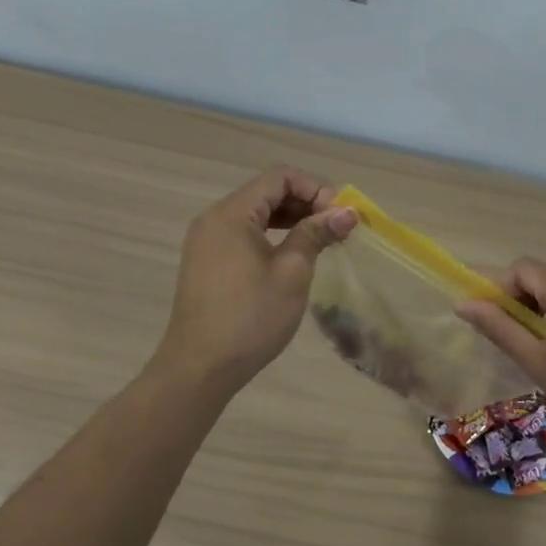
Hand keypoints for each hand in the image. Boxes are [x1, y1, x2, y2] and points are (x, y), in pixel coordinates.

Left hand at [154, 166, 357, 391]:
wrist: (199, 368)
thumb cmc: (250, 317)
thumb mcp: (292, 273)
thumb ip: (316, 234)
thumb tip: (346, 212)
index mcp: (231, 213)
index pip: (279, 177)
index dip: (315, 188)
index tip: (339, 215)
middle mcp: (214, 219)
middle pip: (266, 192)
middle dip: (306, 203)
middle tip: (337, 228)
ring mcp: (207, 241)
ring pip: (256, 214)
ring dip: (291, 220)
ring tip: (322, 240)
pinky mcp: (207, 262)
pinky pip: (244, 234)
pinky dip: (272, 236)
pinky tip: (294, 255)